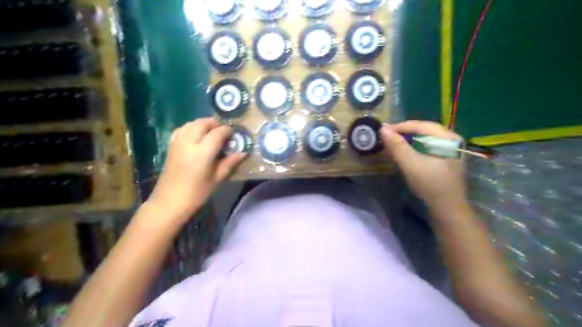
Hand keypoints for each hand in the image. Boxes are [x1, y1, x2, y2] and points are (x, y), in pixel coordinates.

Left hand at [148, 118, 244, 223]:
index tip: (234, 133)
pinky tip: (195, 133)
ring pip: (191, 123)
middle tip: (224, 130)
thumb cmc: (197, 193)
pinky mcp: (171, 146)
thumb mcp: (217, 179)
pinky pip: (181, 129)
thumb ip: (230, 163)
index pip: (217, 133)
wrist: (170, 201)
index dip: (227, 130)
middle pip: (202, 123)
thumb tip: (242, 153)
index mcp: (203, 152)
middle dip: (215, 123)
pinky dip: (190, 127)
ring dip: (203, 123)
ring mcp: (178, 143)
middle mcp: (189, 143)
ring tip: (211, 130)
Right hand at [384, 121, 466, 210]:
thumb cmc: (430, 184)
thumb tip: (383, 129)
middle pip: (423, 130)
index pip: (420, 125)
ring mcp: (449, 150)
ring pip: (424, 139)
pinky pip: (426, 147)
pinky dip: (413, 148)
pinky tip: (404, 153)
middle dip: (403, 133)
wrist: (447, 208)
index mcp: (447, 137)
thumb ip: (397, 146)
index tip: (383, 131)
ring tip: (392, 144)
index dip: (400, 127)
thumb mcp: (411, 164)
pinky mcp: (445, 159)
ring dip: (407, 141)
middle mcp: (451, 139)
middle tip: (386, 138)